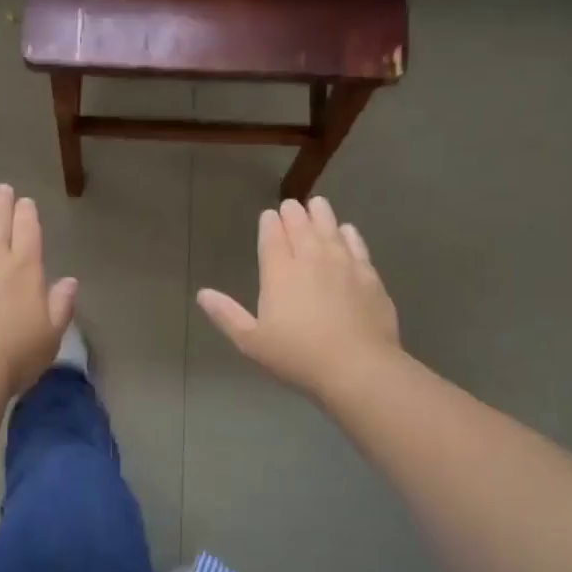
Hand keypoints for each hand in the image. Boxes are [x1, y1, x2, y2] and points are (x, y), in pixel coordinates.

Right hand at [197, 196, 400, 400]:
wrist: (358, 366)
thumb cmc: (297, 356)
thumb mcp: (252, 341)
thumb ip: (227, 315)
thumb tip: (203, 294)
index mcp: (279, 273)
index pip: (272, 237)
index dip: (269, 223)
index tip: (268, 215)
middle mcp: (310, 259)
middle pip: (301, 226)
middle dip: (293, 214)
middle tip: (290, 206)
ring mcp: (343, 264)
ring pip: (330, 229)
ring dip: (321, 215)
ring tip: (317, 205)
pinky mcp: (368, 275)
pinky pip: (356, 245)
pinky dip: (348, 234)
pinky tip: (347, 231)